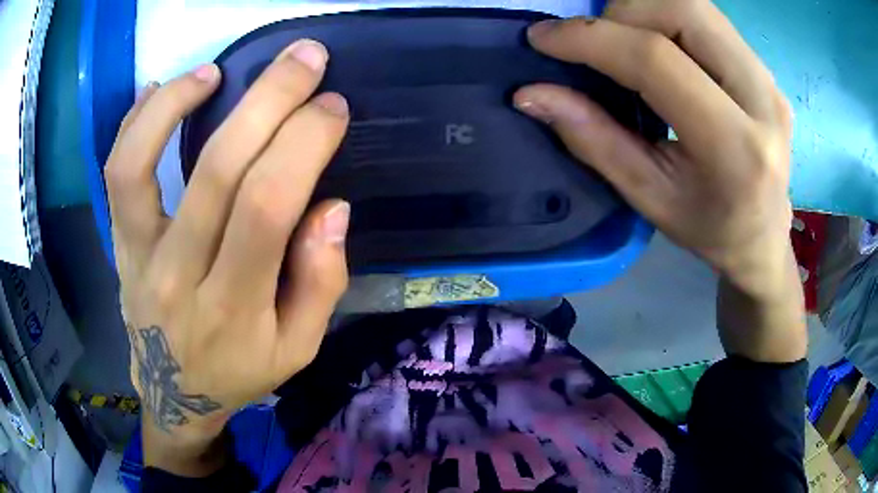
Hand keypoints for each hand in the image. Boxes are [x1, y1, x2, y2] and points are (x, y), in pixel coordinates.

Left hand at [106, 39, 349, 474]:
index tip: (331, 106)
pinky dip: (133, 123)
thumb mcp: (299, 350)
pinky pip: (115, 176)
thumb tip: (331, 208)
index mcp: (235, 307)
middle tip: (304, 58)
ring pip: (138, 166)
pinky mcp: (119, 245)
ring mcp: (139, 257)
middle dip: (267, 100)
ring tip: (214, 71)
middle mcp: (179, 276)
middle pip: (215, 172)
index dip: (302, 144)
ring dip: (174, 105)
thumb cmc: (239, 372)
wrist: (175, 395)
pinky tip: (158, 90)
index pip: (266, 207)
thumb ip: (322, 283)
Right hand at [515, 0, 805, 361]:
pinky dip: (667, 20)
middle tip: (600, 47)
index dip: (591, 39)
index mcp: (736, 148)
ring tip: (627, 47)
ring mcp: (768, 79)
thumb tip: (532, 94)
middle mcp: (762, 100)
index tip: (543, 39)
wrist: (763, 236)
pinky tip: (659, 51)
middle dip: (622, 14)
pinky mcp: (765, 69)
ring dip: (644, 12)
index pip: (657, 59)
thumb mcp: (648, 197)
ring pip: (694, 4)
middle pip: (681, 9)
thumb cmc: (708, 229)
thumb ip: (593, 140)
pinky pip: (706, 18)